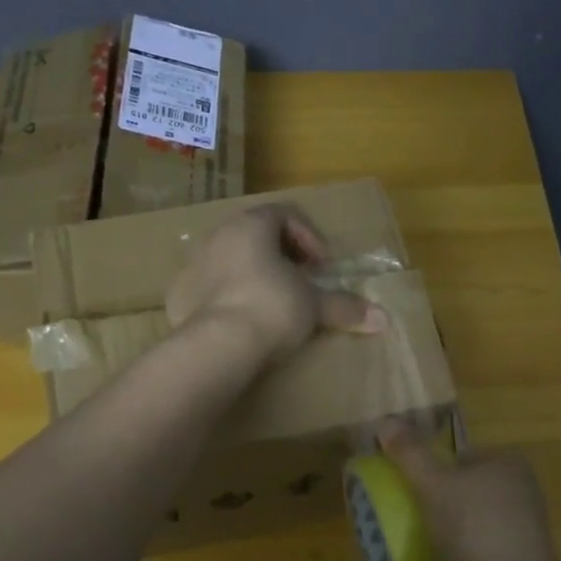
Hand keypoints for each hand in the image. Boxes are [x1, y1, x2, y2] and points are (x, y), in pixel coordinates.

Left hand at [165, 204, 385, 365]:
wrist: (217, 346)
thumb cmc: (271, 308)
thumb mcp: (314, 306)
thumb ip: (345, 307)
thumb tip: (383, 319)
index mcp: (251, 225)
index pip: (285, 214)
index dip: (309, 238)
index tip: (321, 268)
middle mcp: (217, 236)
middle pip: (255, 235)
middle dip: (281, 256)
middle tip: (300, 283)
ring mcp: (192, 265)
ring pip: (229, 260)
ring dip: (253, 275)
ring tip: (271, 304)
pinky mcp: (178, 295)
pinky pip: (208, 288)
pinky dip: (227, 297)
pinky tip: (241, 323)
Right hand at [378, 422, 560, 560]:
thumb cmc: (472, 528)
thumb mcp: (433, 484)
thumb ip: (409, 453)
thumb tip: (385, 422)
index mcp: (508, 463)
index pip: (461, 456)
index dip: (432, 470)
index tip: (409, 489)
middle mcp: (522, 490)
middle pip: (465, 488)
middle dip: (439, 501)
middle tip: (411, 516)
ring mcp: (524, 528)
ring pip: (472, 519)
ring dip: (449, 529)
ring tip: (422, 542)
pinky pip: (480, 548)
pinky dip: (462, 553)